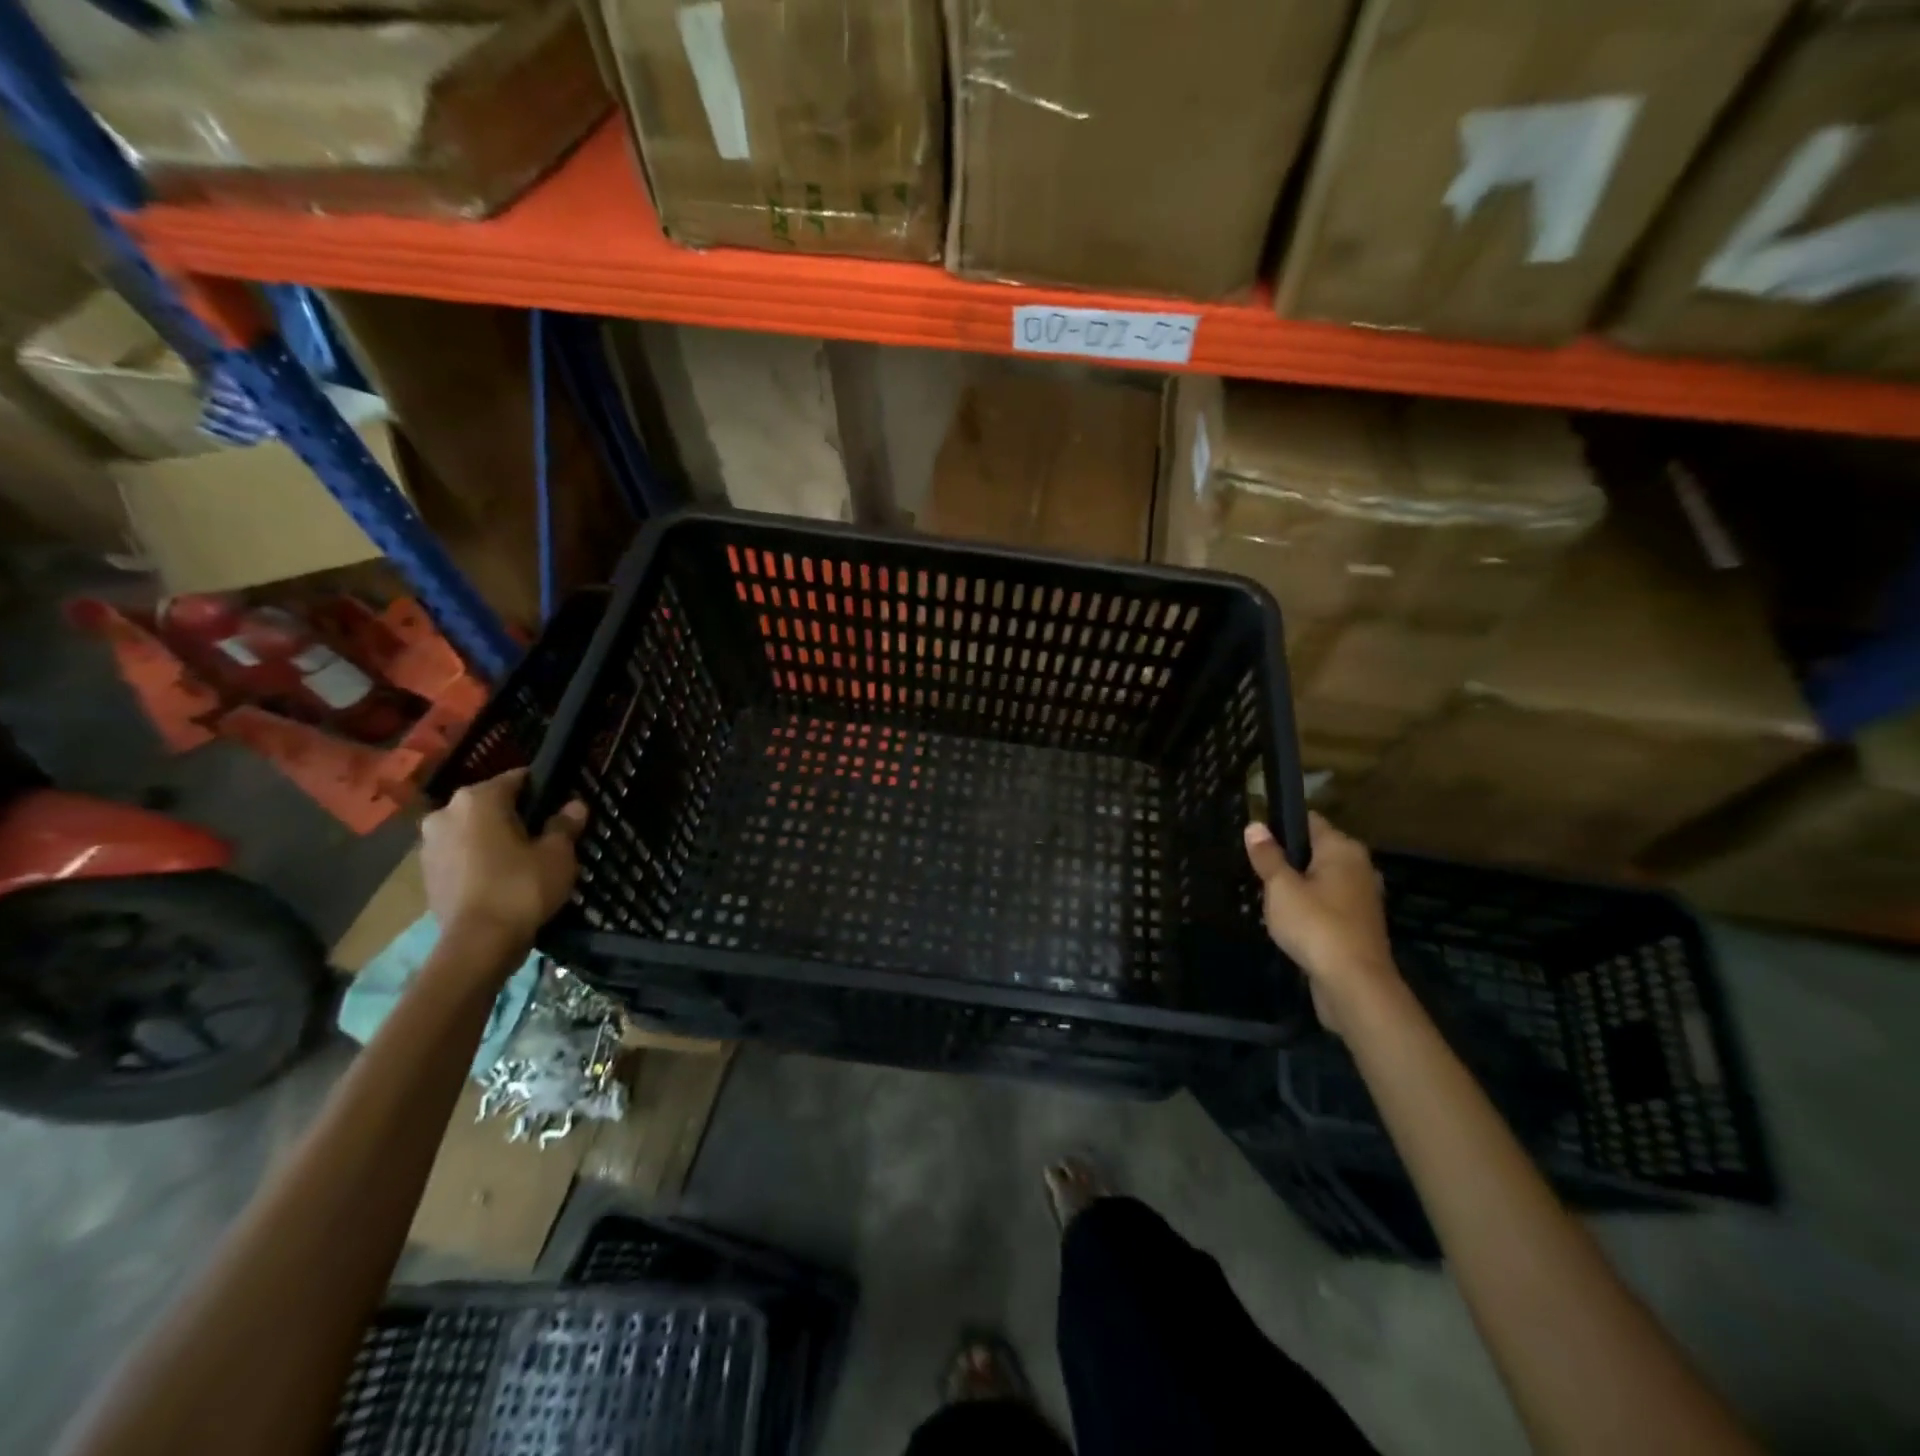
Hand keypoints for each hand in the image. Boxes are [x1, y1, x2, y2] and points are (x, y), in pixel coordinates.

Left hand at [420, 768, 586, 953]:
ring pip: (473, 830)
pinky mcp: (426, 873)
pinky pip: (460, 855)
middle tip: (544, 837)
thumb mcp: (558, 854)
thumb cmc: (522, 887)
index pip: (518, 779)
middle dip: (516, 816)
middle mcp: (446, 812)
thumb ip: (565, 824)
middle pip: (491, 804)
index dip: (543, 791)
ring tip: (523, 861)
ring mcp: (429, 844)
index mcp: (478, 798)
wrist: (478, 943)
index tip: (561, 809)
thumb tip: (574, 805)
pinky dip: (479, 860)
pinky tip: (501, 879)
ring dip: (494, 839)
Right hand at [1243, 812, 1401, 1036]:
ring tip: (1269, 900)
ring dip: (1299, 886)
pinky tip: (1291, 923)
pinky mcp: (1360, 924)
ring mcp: (1362, 897)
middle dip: (1288, 859)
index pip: (1309, 821)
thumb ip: (1267, 856)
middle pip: (1316, 851)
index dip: (1280, 826)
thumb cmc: (1315, 925)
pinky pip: (1329, 904)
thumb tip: (1255, 826)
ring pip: (1322, 880)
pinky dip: (1311, 909)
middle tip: (1258, 874)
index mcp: (1342, 849)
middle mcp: (1358, 866)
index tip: (1255, 842)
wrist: (1354, 984)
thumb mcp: (1280, 887)